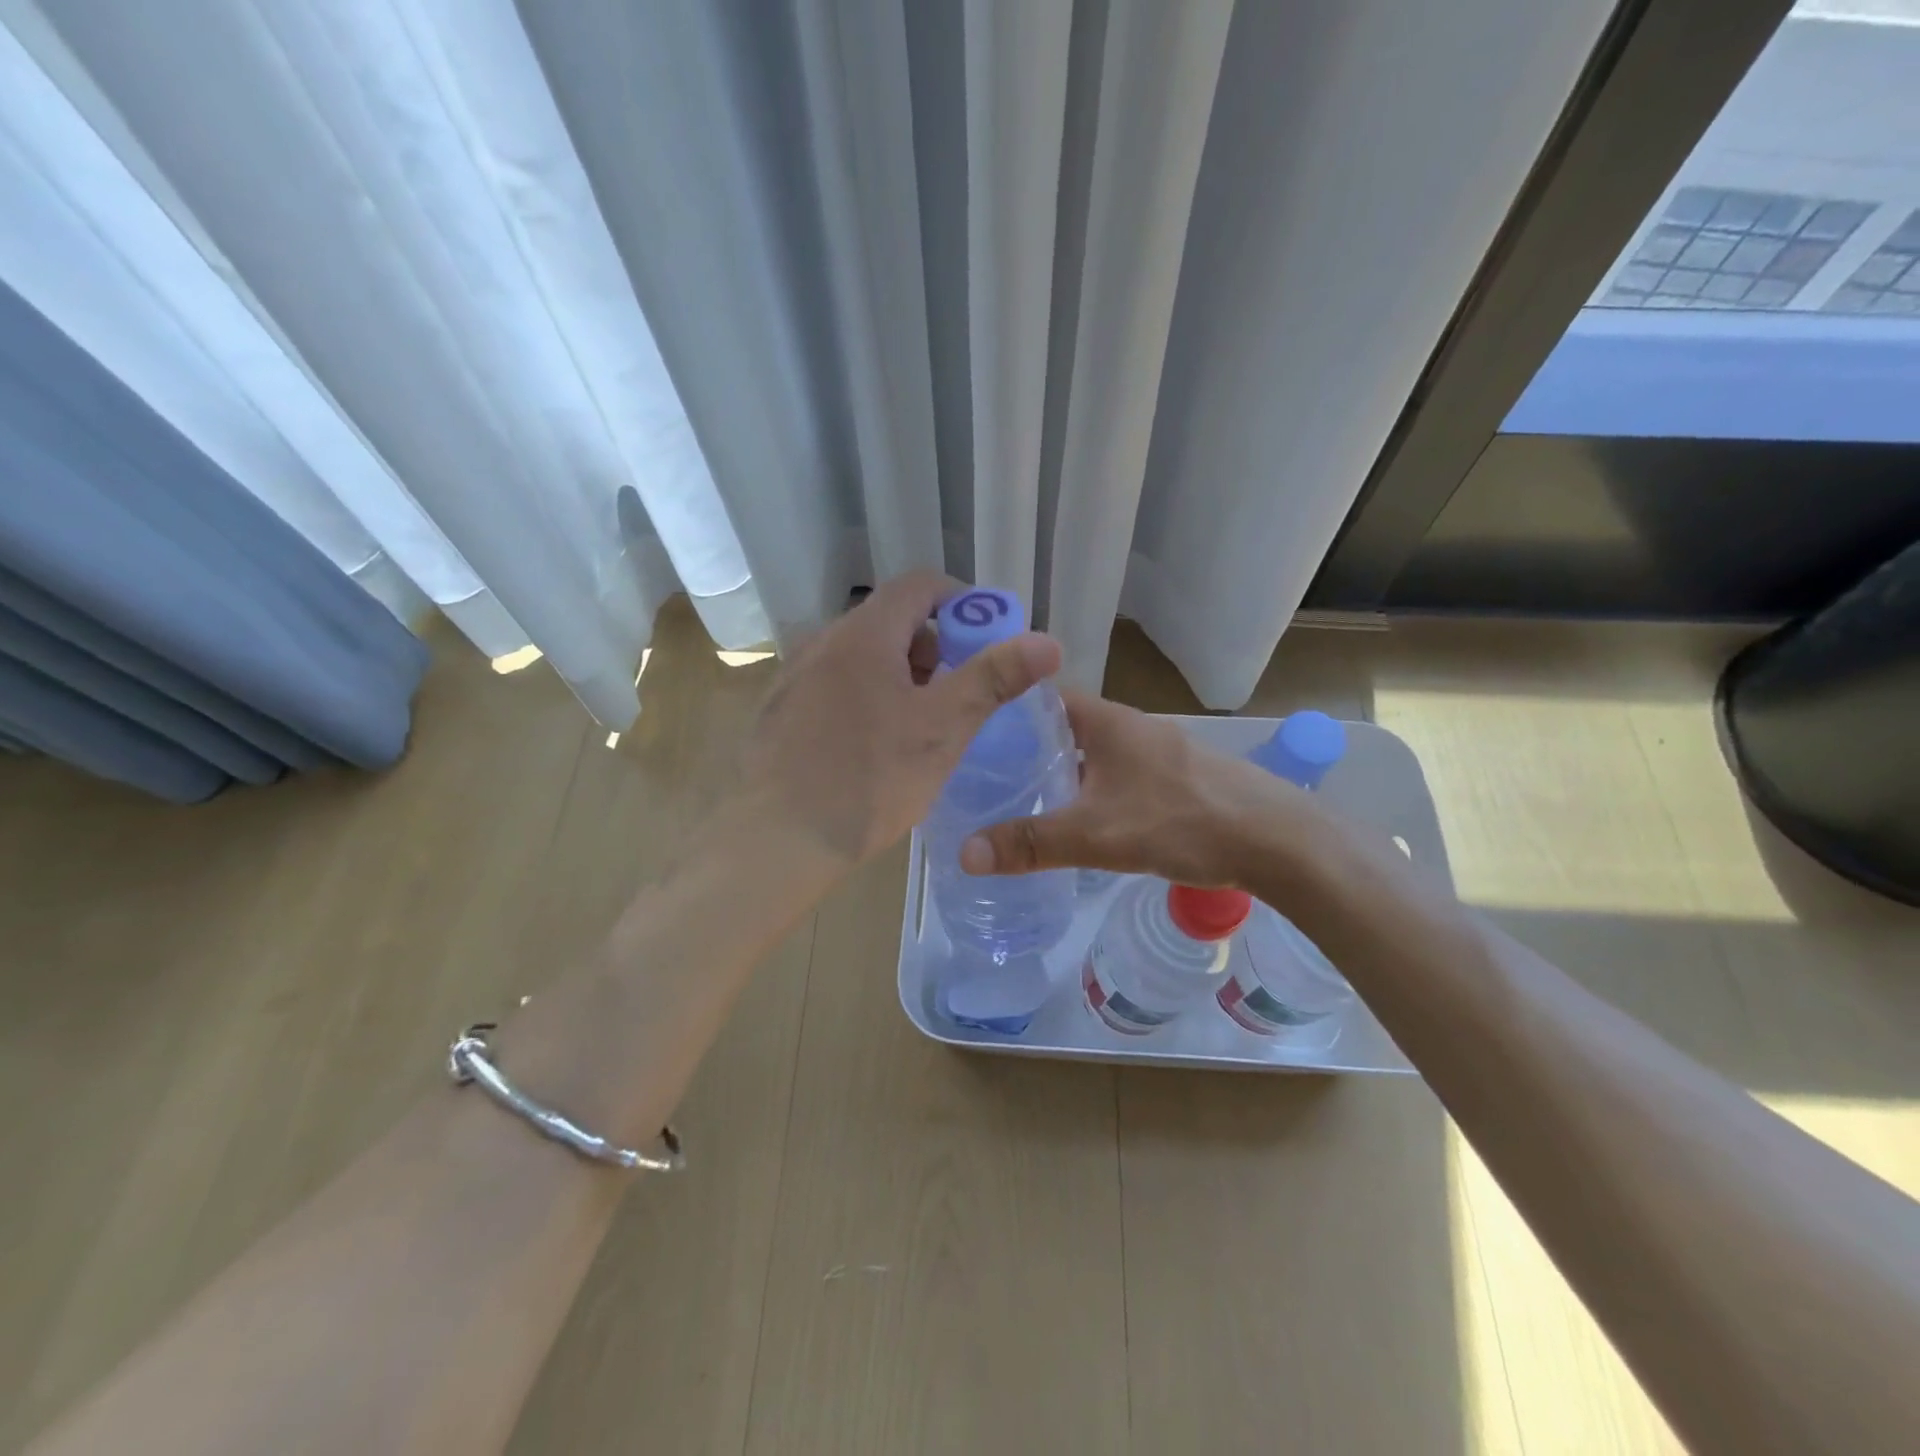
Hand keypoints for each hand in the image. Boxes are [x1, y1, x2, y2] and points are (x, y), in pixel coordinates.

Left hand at [740, 571, 1061, 866]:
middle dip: (932, 647)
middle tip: (954, 694)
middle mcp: (822, 642)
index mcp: (863, 634)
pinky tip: (870, 747)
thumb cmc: (870, 779)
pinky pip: (832, 684)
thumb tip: (1047, 642)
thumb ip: (993, 678)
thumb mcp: (944, 728)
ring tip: (916, 726)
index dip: (960, 602)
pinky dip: (864, 696)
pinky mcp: (778, 711)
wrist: (777, 840)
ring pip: (859, 656)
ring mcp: (793, 676)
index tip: (985, 641)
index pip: (919, 585)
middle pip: (889, 620)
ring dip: (898, 674)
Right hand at [960, 692, 1289, 888]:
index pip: (1041, 697)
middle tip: (982, 776)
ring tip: (1019, 798)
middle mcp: (1129, 726)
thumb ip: (1030, 843)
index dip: (1004, 710)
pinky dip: (1090, 788)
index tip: (969, 734)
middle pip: (1063, 726)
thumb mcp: (1095, 836)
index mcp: (1106, 721)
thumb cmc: (1180, 821)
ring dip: (1059, 770)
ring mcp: (1156, 750)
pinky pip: (1115, 773)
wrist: (1276, 840)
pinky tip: (1080, 819)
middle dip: (1024, 747)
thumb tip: (964, 853)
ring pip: (1091, 752)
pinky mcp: (1174, 777)